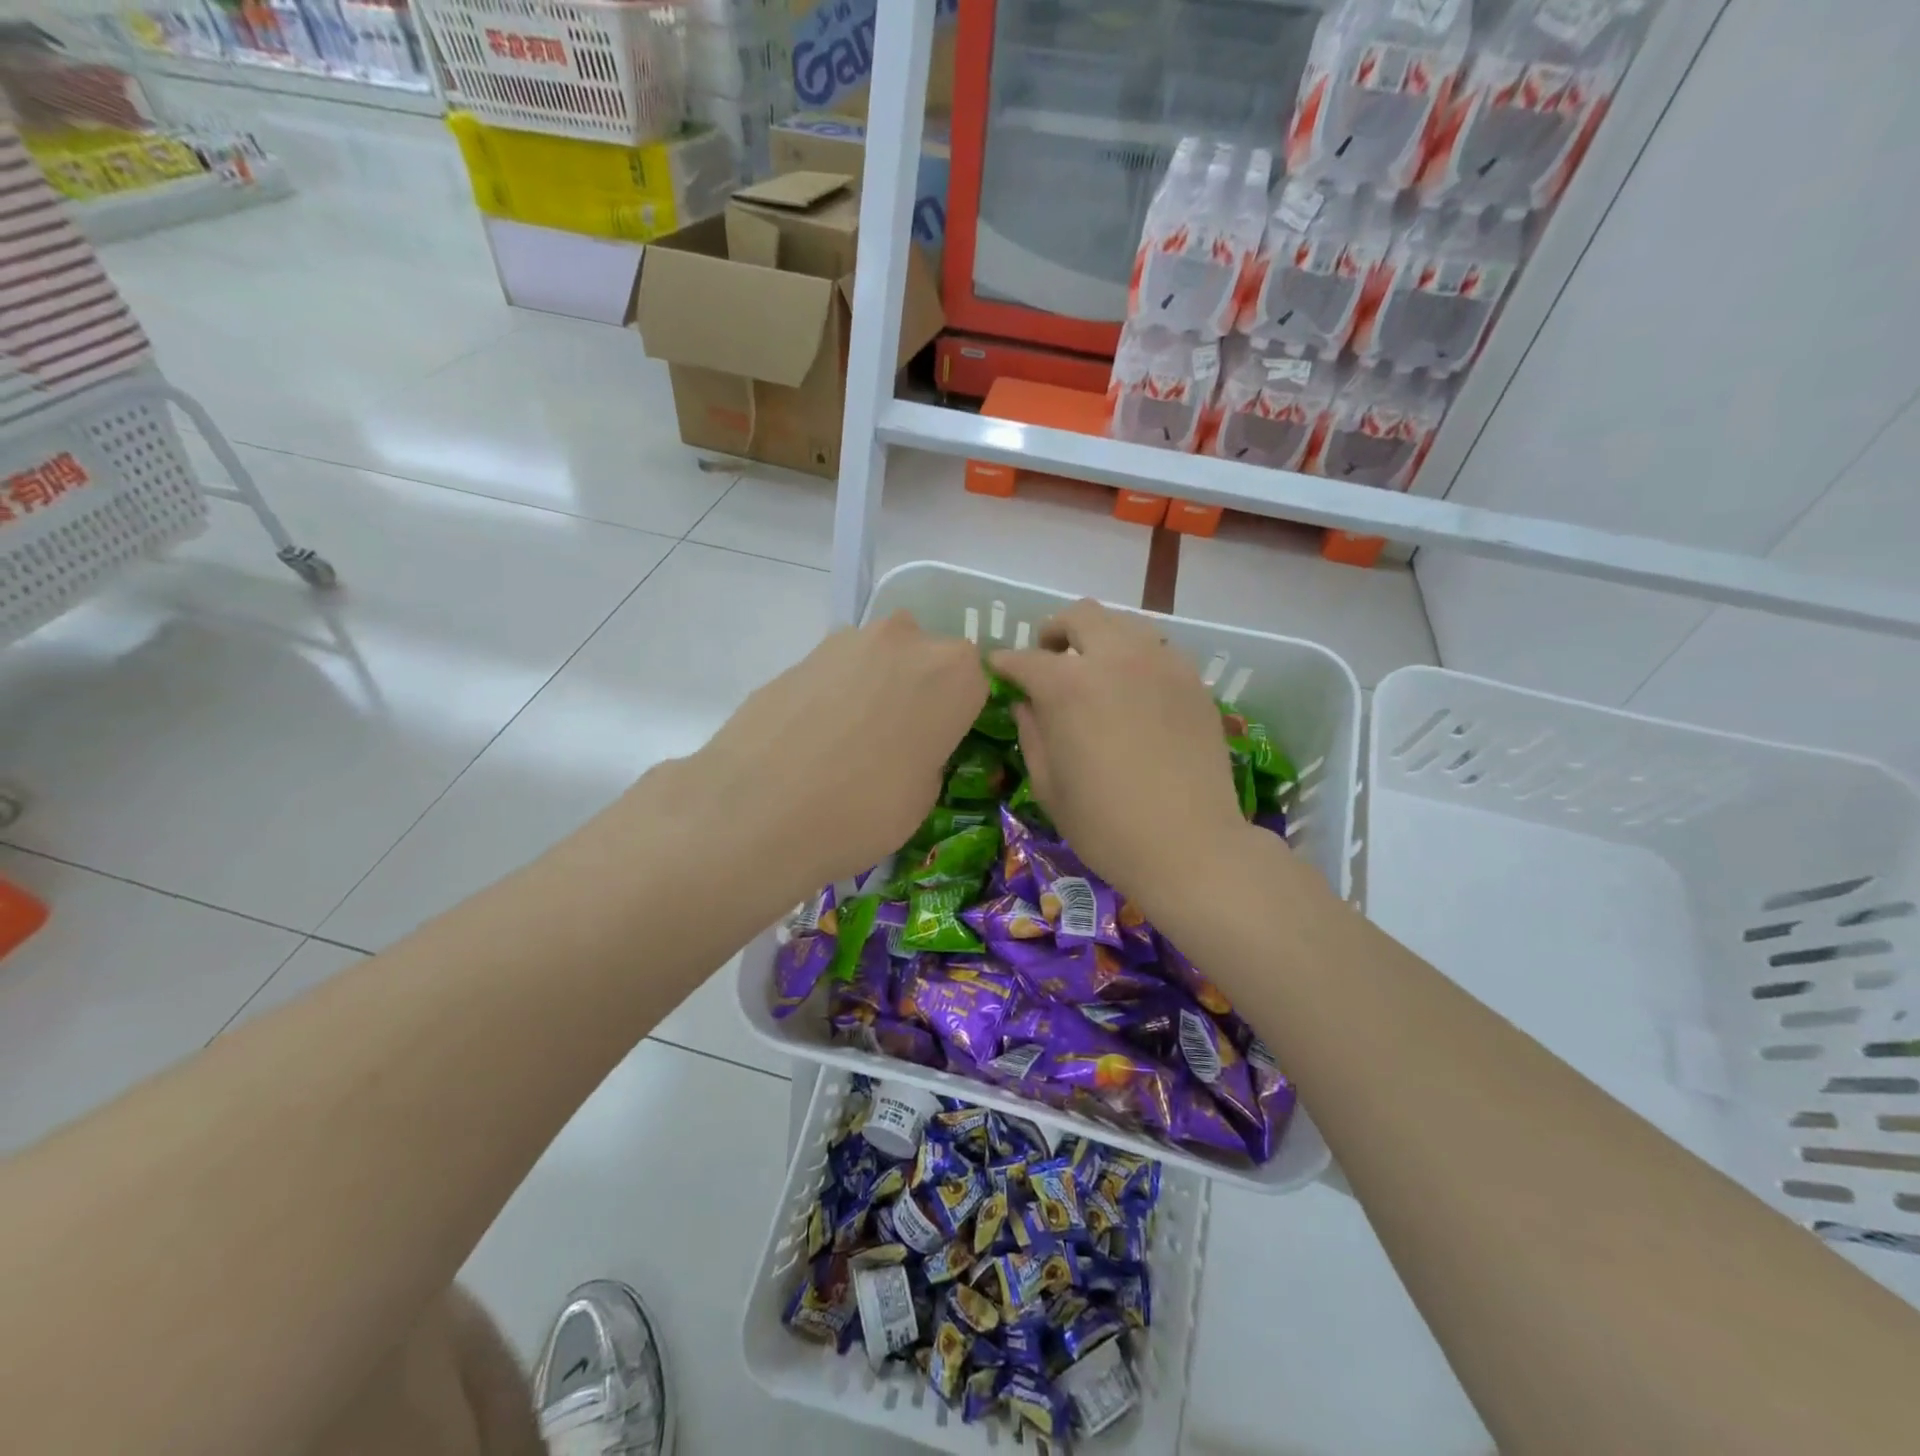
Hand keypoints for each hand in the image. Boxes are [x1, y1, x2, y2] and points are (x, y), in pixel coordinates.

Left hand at [673, 611, 986, 905]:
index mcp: (954, 673)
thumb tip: (912, 744)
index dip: (959, 714)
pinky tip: (814, 738)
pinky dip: (835, 696)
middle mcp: (907, 640)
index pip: (976, 682)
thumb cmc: (865, 811)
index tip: (944, 743)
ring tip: (850, 742)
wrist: (760, 810)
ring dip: (875, 688)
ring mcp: (848, 641)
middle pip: (926, 660)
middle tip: (898, 741)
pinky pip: (837, 673)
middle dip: (918, 691)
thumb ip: (931, 751)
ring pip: (879, 660)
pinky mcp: (801, 654)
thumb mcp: (925, 795)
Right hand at [990, 599, 1249, 912]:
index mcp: (1068, 686)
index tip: (998, 669)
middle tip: (1049, 658)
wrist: (1190, 846)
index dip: (1005, 663)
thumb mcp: (1048, 786)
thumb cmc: (1106, 826)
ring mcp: (1161, 664)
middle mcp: (1115, 658)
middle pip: (1080, 615)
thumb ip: (1032, 734)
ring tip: (1094, 670)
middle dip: (1054, 631)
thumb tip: (1027, 705)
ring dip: (1099, 638)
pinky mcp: (1193, 680)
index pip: (1025, 659)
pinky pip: (1158, 649)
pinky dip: (1136, 657)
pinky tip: (1134, 690)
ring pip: (1124, 624)